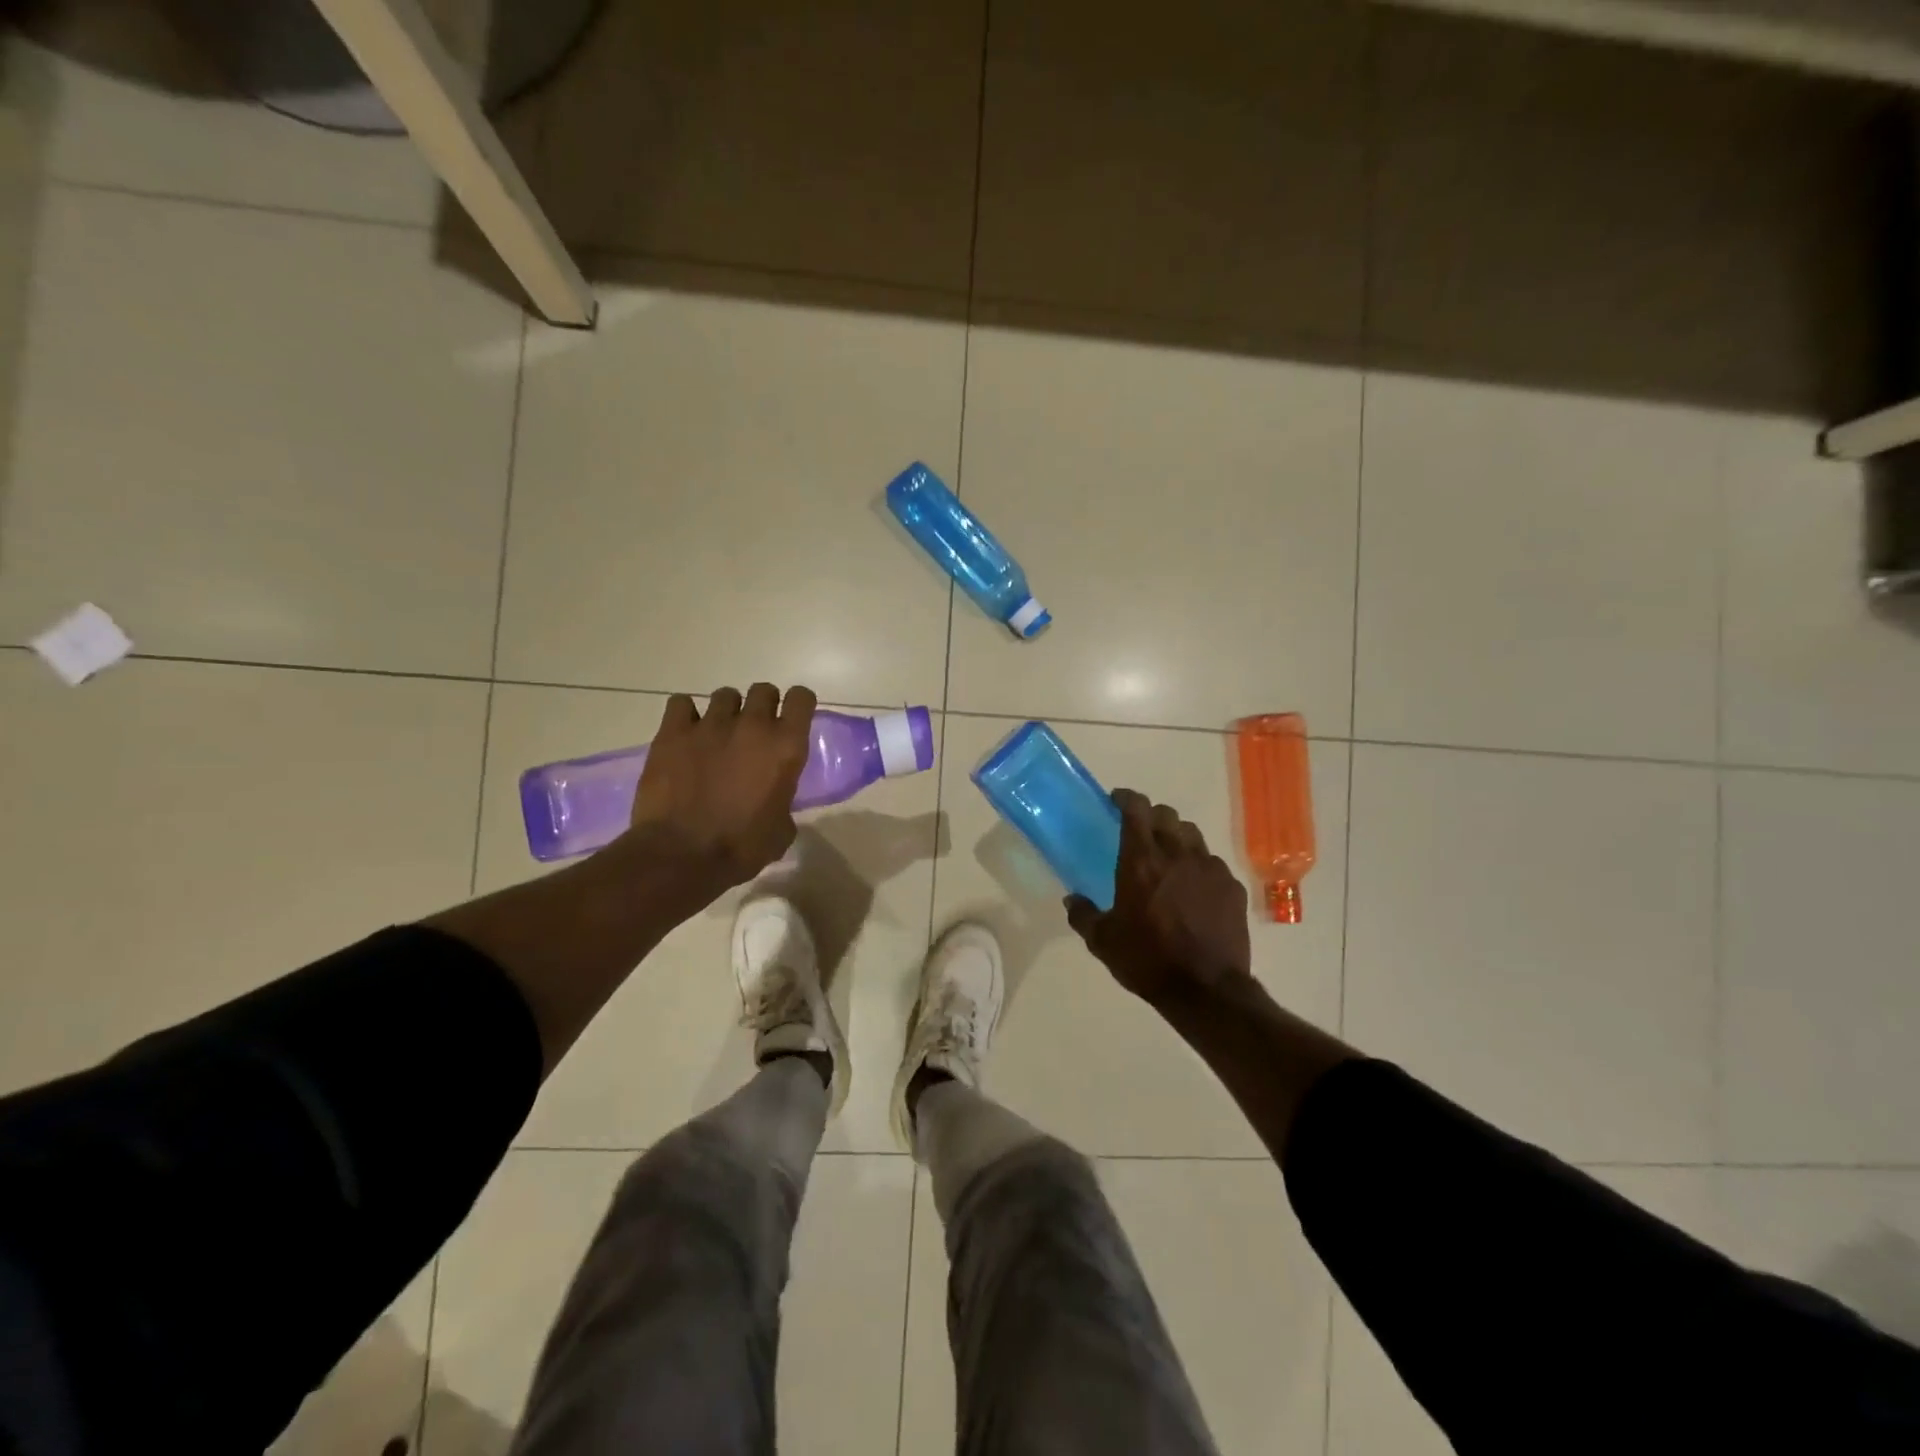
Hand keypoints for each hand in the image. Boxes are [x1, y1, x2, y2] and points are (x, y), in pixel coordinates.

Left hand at [623, 683, 816, 904]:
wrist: (682, 855)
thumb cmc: (740, 848)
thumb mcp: (781, 830)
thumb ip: (783, 802)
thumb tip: (775, 801)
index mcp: (786, 747)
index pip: (801, 699)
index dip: (798, 705)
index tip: (792, 719)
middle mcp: (752, 726)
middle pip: (763, 690)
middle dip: (762, 706)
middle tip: (753, 732)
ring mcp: (710, 725)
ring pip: (725, 695)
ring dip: (726, 712)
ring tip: (717, 736)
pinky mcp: (673, 732)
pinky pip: (681, 703)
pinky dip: (686, 715)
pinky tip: (685, 734)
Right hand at [1066, 788, 1250, 1008]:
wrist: (1206, 990)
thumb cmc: (1148, 960)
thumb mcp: (1103, 942)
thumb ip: (1084, 915)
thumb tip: (1072, 900)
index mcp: (1141, 860)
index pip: (1136, 809)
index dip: (1125, 798)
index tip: (1116, 801)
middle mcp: (1177, 854)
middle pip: (1166, 815)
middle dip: (1151, 817)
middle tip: (1140, 833)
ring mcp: (1209, 868)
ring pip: (1192, 835)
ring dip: (1177, 837)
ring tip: (1168, 858)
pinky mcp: (1231, 887)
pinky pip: (1212, 863)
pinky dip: (1199, 866)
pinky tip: (1194, 888)